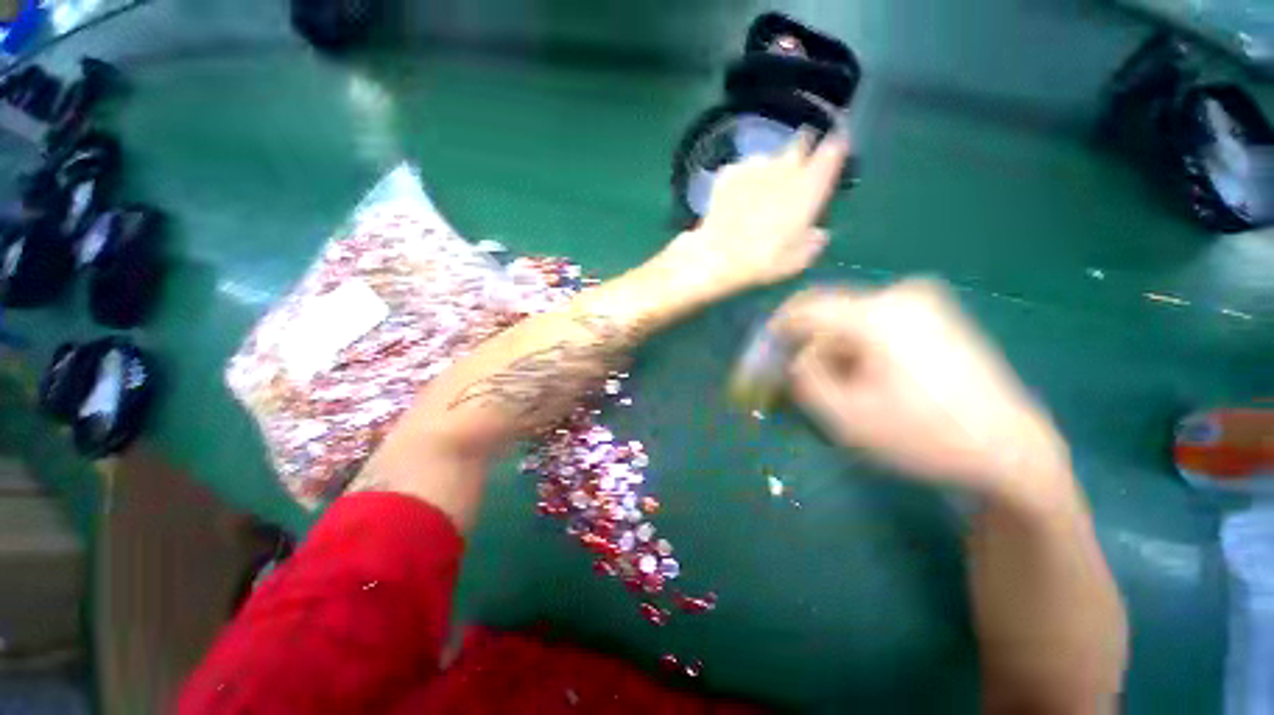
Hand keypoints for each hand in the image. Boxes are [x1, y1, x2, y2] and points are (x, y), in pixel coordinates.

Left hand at [659, 128, 849, 295]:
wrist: (717, 257)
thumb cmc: (764, 261)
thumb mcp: (798, 261)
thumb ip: (813, 242)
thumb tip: (817, 233)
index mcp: (809, 186)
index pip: (831, 152)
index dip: (834, 150)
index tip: (834, 154)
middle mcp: (785, 167)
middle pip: (800, 143)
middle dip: (803, 151)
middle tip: (798, 171)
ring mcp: (754, 166)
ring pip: (770, 157)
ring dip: (771, 169)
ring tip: (762, 192)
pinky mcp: (729, 172)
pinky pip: (744, 169)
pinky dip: (745, 179)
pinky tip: (739, 198)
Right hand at [772, 280, 1072, 504]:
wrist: (1008, 448)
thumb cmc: (923, 435)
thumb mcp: (845, 415)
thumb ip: (804, 380)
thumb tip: (796, 360)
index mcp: (878, 315)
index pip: (804, 308)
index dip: (776, 330)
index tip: (763, 354)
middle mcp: (900, 295)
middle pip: (828, 314)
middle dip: (808, 346)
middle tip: (801, 381)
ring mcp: (922, 302)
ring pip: (850, 320)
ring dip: (833, 350)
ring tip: (840, 388)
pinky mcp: (934, 315)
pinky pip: (874, 323)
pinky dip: (857, 347)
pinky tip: (867, 377)